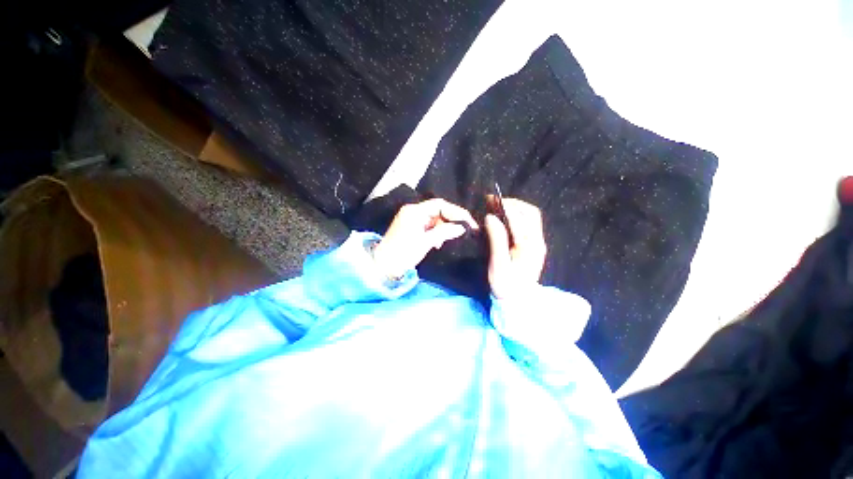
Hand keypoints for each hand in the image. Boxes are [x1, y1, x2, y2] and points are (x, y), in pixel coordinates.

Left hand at [373, 198, 478, 278]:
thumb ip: (444, 232)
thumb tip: (462, 227)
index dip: (456, 212)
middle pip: (438, 210)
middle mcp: (413, 211)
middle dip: (450, 220)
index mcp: (414, 211)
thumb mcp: (425, 242)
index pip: (440, 205)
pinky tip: (438, 243)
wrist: (384, 266)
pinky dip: (436, 233)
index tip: (469, 223)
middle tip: (463, 232)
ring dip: (443, 228)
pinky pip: (429, 226)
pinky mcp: (412, 227)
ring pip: (434, 219)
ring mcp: (412, 219)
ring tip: (447, 241)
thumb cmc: (403, 253)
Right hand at [484, 198, 546, 298]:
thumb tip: (491, 217)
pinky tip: (505, 218)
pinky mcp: (535, 246)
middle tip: (493, 201)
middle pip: (530, 213)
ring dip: (516, 208)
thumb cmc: (505, 286)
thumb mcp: (498, 265)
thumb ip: (496, 240)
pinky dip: (517, 216)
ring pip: (531, 217)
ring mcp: (538, 243)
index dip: (504, 207)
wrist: (519, 303)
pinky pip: (529, 224)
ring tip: (498, 206)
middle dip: (512, 203)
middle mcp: (537, 241)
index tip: (490, 200)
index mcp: (529, 247)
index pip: (519, 219)